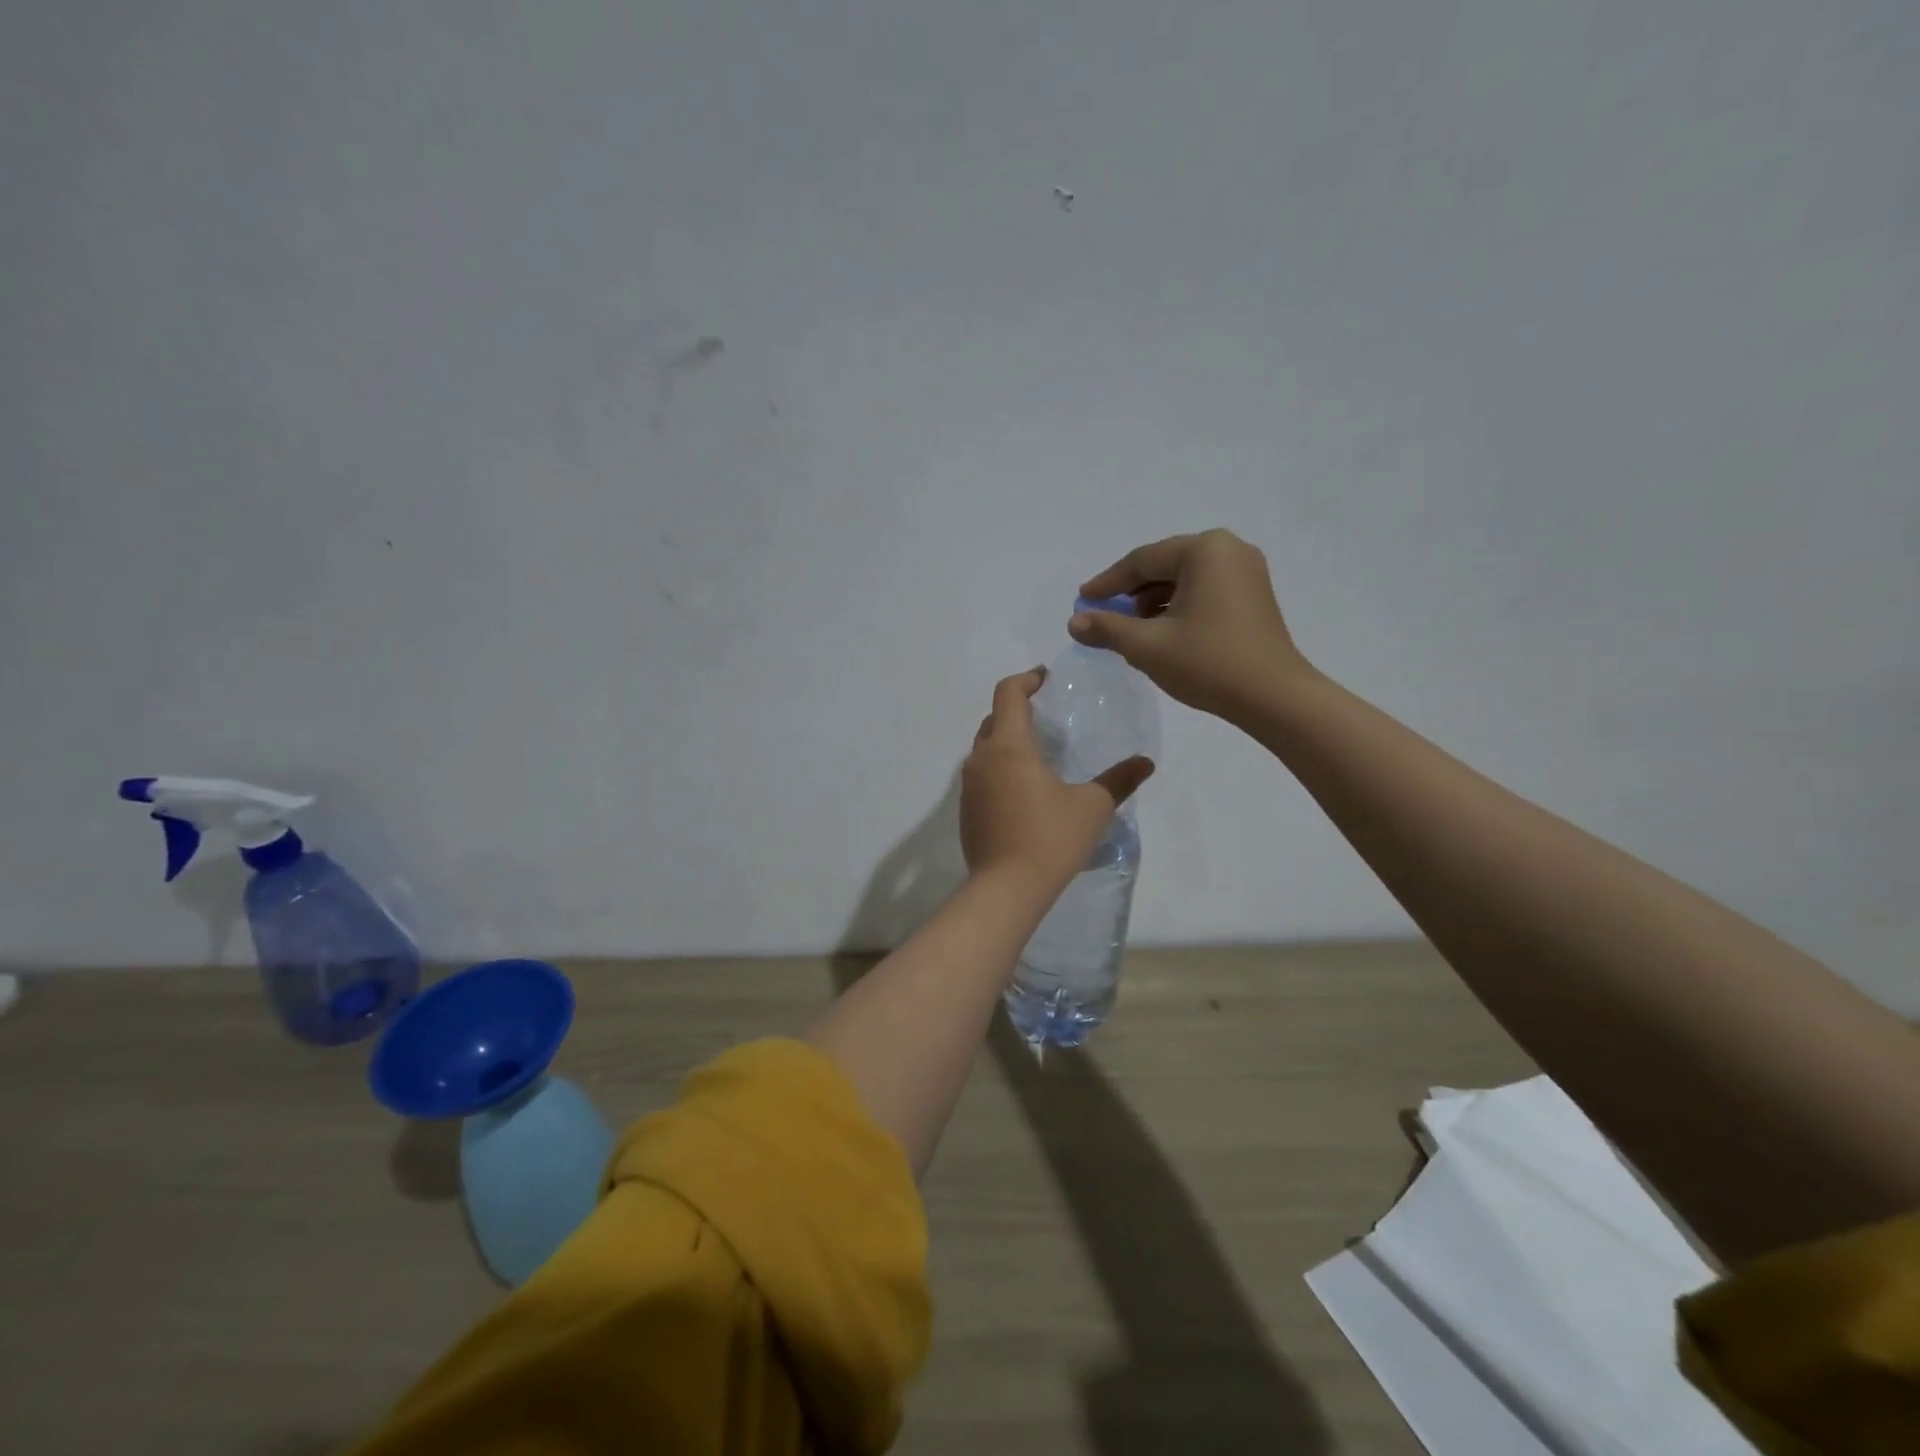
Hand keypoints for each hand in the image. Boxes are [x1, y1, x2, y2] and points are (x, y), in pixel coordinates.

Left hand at [961, 669, 1153, 887]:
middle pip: (994, 718)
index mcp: (1009, 746)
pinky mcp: (966, 810)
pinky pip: (981, 774)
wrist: (1006, 888)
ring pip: (985, 748)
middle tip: (1046, 714)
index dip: (1026, 679)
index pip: (1008, 693)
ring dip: (1006, 740)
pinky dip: (999, 767)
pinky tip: (1023, 788)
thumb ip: (1119, 780)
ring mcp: (969, 786)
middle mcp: (982, 758)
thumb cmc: (1051, 838)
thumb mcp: (1093, 806)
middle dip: (1017, 708)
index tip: (1046, 678)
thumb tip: (1145, 763)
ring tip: (1037, 751)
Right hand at [1071, 529, 1312, 721]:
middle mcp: (1229, 550)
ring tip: (1131, 630)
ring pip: (1184, 580)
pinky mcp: (1254, 596)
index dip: (1108, 583)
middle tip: (1104, 615)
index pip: (1142, 561)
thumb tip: (1074, 622)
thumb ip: (1107, 629)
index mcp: (1204, 551)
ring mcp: (1246, 572)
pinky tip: (1162, 633)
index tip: (1083, 601)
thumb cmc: (1208, 663)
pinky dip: (1178, 608)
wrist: (1273, 697)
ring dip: (1153, 602)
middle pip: (1164, 566)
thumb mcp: (1147, 646)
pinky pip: (1204, 591)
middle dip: (1131, 593)